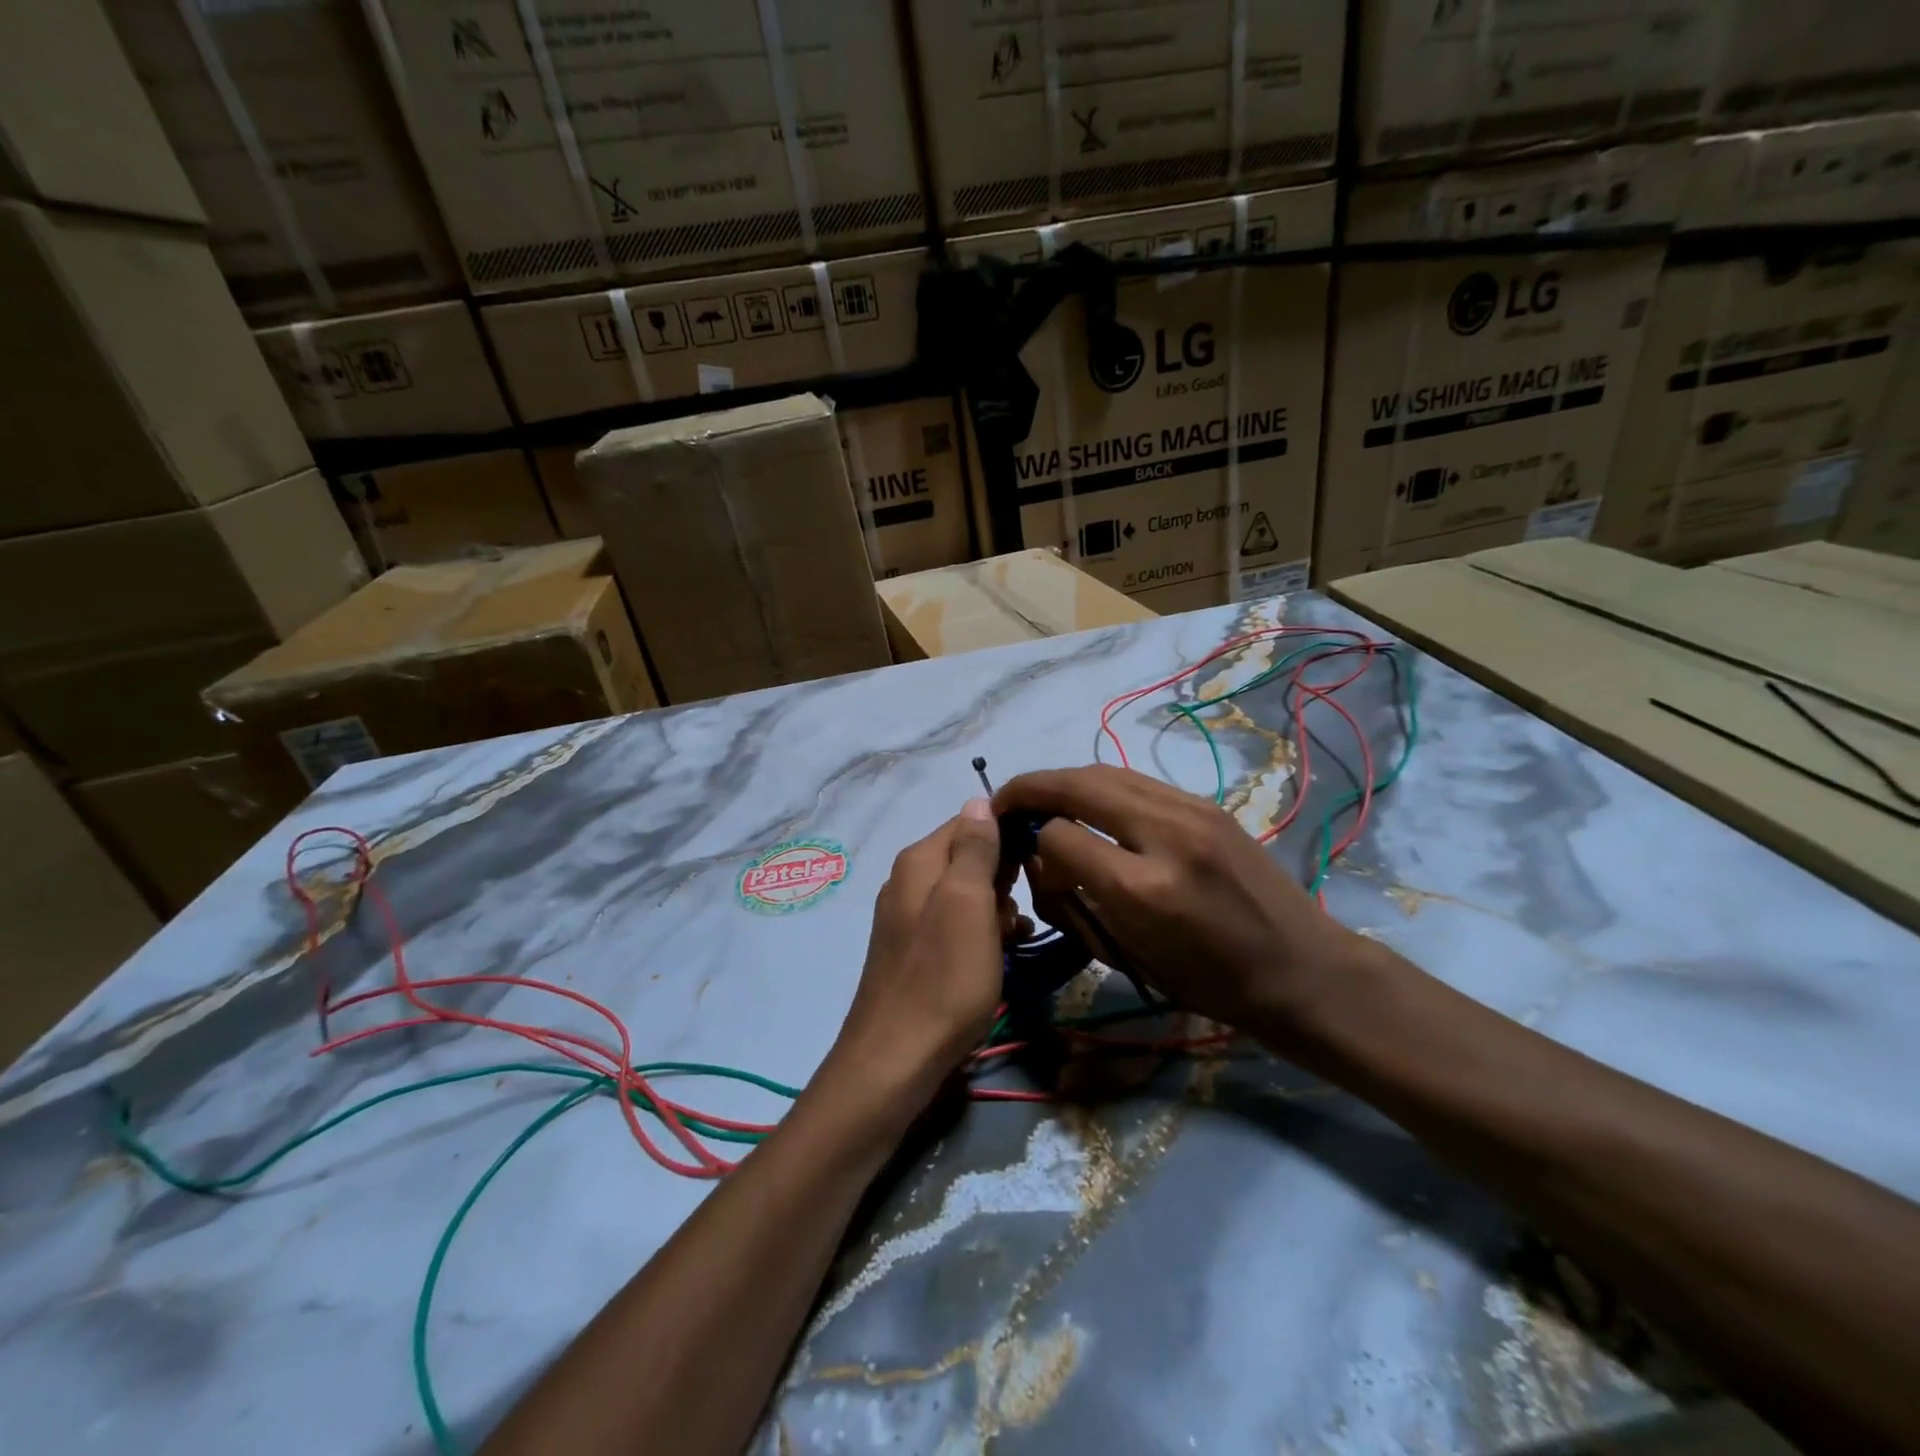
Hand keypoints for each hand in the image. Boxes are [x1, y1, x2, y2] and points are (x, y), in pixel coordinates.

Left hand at [819, 800, 1010, 1124]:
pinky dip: (982, 934)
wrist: (897, 1059)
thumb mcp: (967, 903)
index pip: (971, 820)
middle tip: (1024, 906)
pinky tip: (1001, 954)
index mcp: (919, 860)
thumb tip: (979, 799)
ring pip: (967, 894)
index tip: (1041, 859)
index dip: (1008, 834)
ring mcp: (910, 917)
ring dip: (998, 909)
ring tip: (1016, 934)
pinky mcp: (916, 950)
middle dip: (1004, 876)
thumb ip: (974, 848)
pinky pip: (957, 925)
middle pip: (969, 857)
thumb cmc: (943, 977)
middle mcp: (909, 880)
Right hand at [993, 766, 1367, 1036]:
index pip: (1058, 836)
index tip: (1027, 861)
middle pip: (1075, 784)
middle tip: (1004, 802)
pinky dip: (1100, 786)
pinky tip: (1090, 804)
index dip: (1032, 846)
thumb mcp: (1129, 955)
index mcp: (1141, 887)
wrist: (1300, 969)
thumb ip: (1076, 901)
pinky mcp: (1205, 804)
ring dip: (1063, 781)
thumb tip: (1043, 856)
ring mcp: (1190, 810)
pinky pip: (1135, 780)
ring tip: (1040, 799)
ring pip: (1104, 771)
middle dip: (1030, 789)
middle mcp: (1163, 833)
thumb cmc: (1209, 983)